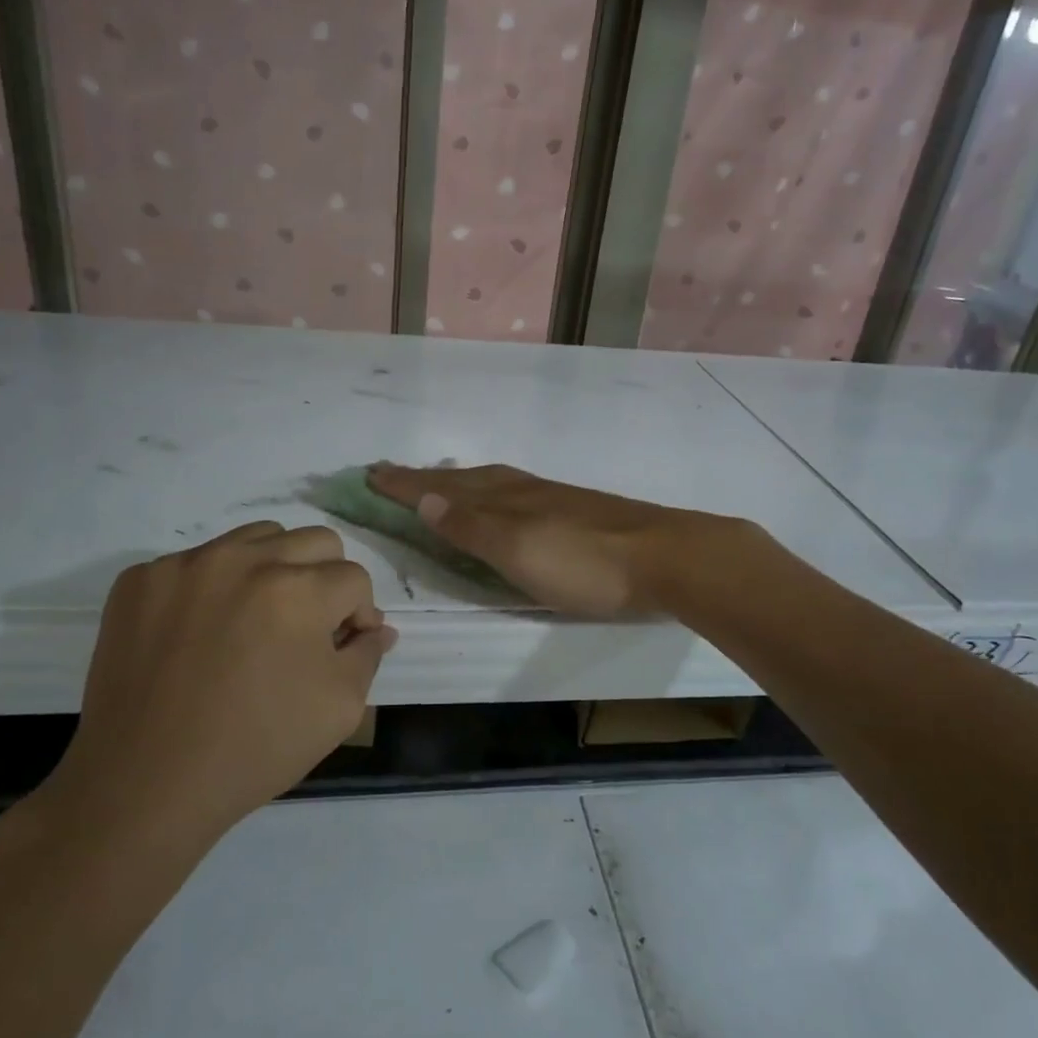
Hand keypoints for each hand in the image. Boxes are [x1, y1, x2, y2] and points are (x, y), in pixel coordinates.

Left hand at [32, 523, 394, 859]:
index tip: (342, 647)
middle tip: (306, 628)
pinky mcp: (141, 579)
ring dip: (273, 569)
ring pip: (257, 538)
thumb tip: (375, 628)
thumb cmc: (254, 749)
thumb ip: (367, 655)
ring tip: (256, 620)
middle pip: (314, 541)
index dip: (358, 614)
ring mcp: (186, 564)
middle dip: (325, 580)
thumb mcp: (339, 709)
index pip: (354, 578)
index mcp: (299, 590)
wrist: (143, 784)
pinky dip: (213, 587)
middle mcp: (244, 560)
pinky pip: (197, 561)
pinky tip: (201, 632)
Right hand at [367, 463, 746, 617]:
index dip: (405, 484)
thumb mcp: (519, 550)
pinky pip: (514, 493)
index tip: (370, 474)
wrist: (667, 558)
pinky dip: (489, 493)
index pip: (441, 489)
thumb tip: (424, 497)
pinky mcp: (575, 513)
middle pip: (464, 480)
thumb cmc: (586, 563)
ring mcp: (551, 500)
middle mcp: (522, 492)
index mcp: (504, 500)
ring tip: (436, 483)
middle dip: (424, 479)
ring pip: (490, 483)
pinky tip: (500, 502)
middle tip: (390, 474)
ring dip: (455, 482)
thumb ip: (472, 527)